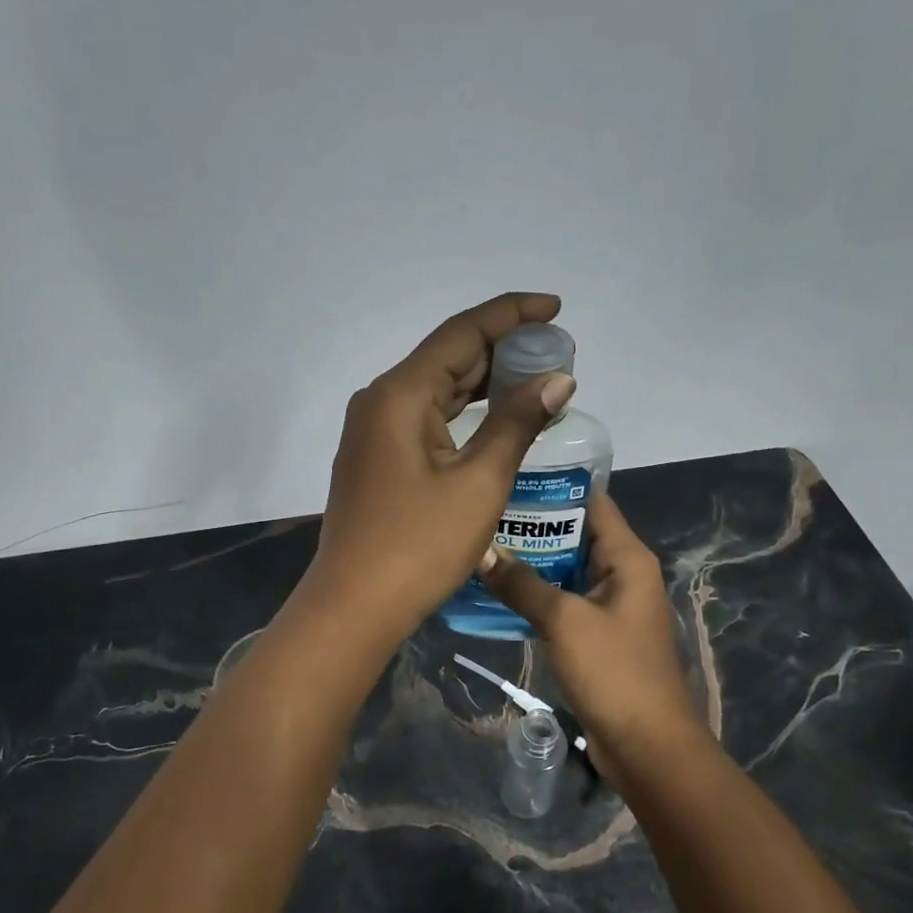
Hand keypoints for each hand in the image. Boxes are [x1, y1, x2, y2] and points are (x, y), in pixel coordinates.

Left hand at [301, 293, 576, 642]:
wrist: (355, 605)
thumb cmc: (420, 544)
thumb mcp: (479, 481)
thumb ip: (517, 422)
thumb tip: (557, 379)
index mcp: (401, 393)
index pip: (463, 332)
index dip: (511, 314)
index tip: (555, 307)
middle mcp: (380, 400)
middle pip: (448, 356)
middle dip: (503, 348)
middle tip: (557, 352)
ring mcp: (373, 430)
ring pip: (437, 388)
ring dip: (485, 381)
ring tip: (536, 377)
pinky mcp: (376, 457)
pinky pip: (426, 417)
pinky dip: (463, 411)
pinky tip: (494, 416)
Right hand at [479, 492, 706, 774]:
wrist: (647, 746)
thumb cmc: (613, 671)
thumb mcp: (564, 620)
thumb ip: (522, 584)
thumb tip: (482, 551)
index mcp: (628, 558)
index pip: (592, 503)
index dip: (555, 487)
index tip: (511, 478)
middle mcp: (622, 574)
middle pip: (575, 535)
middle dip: (533, 526)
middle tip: (484, 514)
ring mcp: (610, 607)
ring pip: (565, 571)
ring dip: (530, 563)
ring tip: (482, 547)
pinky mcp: (597, 636)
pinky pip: (563, 602)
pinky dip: (536, 595)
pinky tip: (497, 592)